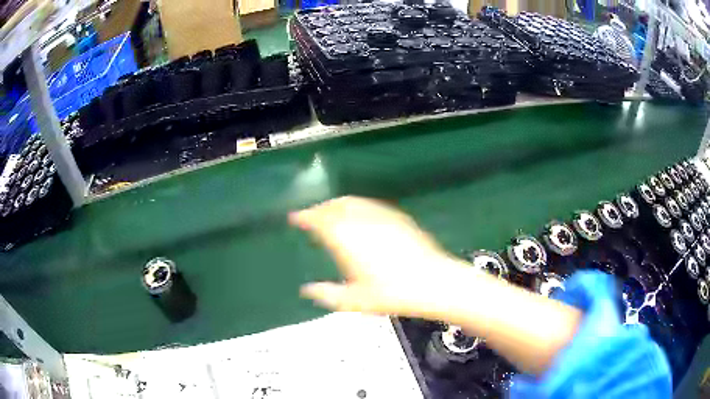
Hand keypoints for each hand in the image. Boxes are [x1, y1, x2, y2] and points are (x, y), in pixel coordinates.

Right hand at [290, 196, 466, 315]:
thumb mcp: (354, 301)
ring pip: (352, 202)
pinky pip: (370, 205)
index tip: (295, 217)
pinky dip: (357, 206)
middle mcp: (361, 221)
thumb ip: (326, 294)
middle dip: (320, 208)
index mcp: (346, 239)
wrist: (432, 282)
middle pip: (334, 205)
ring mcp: (381, 216)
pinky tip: (359, 216)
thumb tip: (306, 290)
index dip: (304, 216)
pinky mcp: (397, 217)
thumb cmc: (391, 294)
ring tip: (330, 213)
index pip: (318, 219)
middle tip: (311, 216)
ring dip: (337, 204)